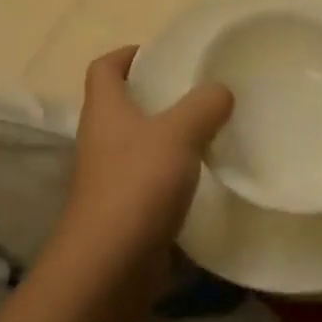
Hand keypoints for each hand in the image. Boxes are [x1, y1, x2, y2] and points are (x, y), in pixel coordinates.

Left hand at [54, 47, 232, 289]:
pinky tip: (201, 178)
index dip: (127, 54)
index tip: (160, 54)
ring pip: (137, 143)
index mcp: (104, 109)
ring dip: (165, 137)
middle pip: (121, 104)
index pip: (104, 67)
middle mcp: (100, 138)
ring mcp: (108, 177)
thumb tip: (221, 90)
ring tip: (205, 131)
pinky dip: (170, 175)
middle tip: (194, 91)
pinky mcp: (122, 211)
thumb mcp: (179, 134)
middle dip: (154, 95)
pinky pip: (147, 180)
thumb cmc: (137, 184)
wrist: (109, 267)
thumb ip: (203, 106)